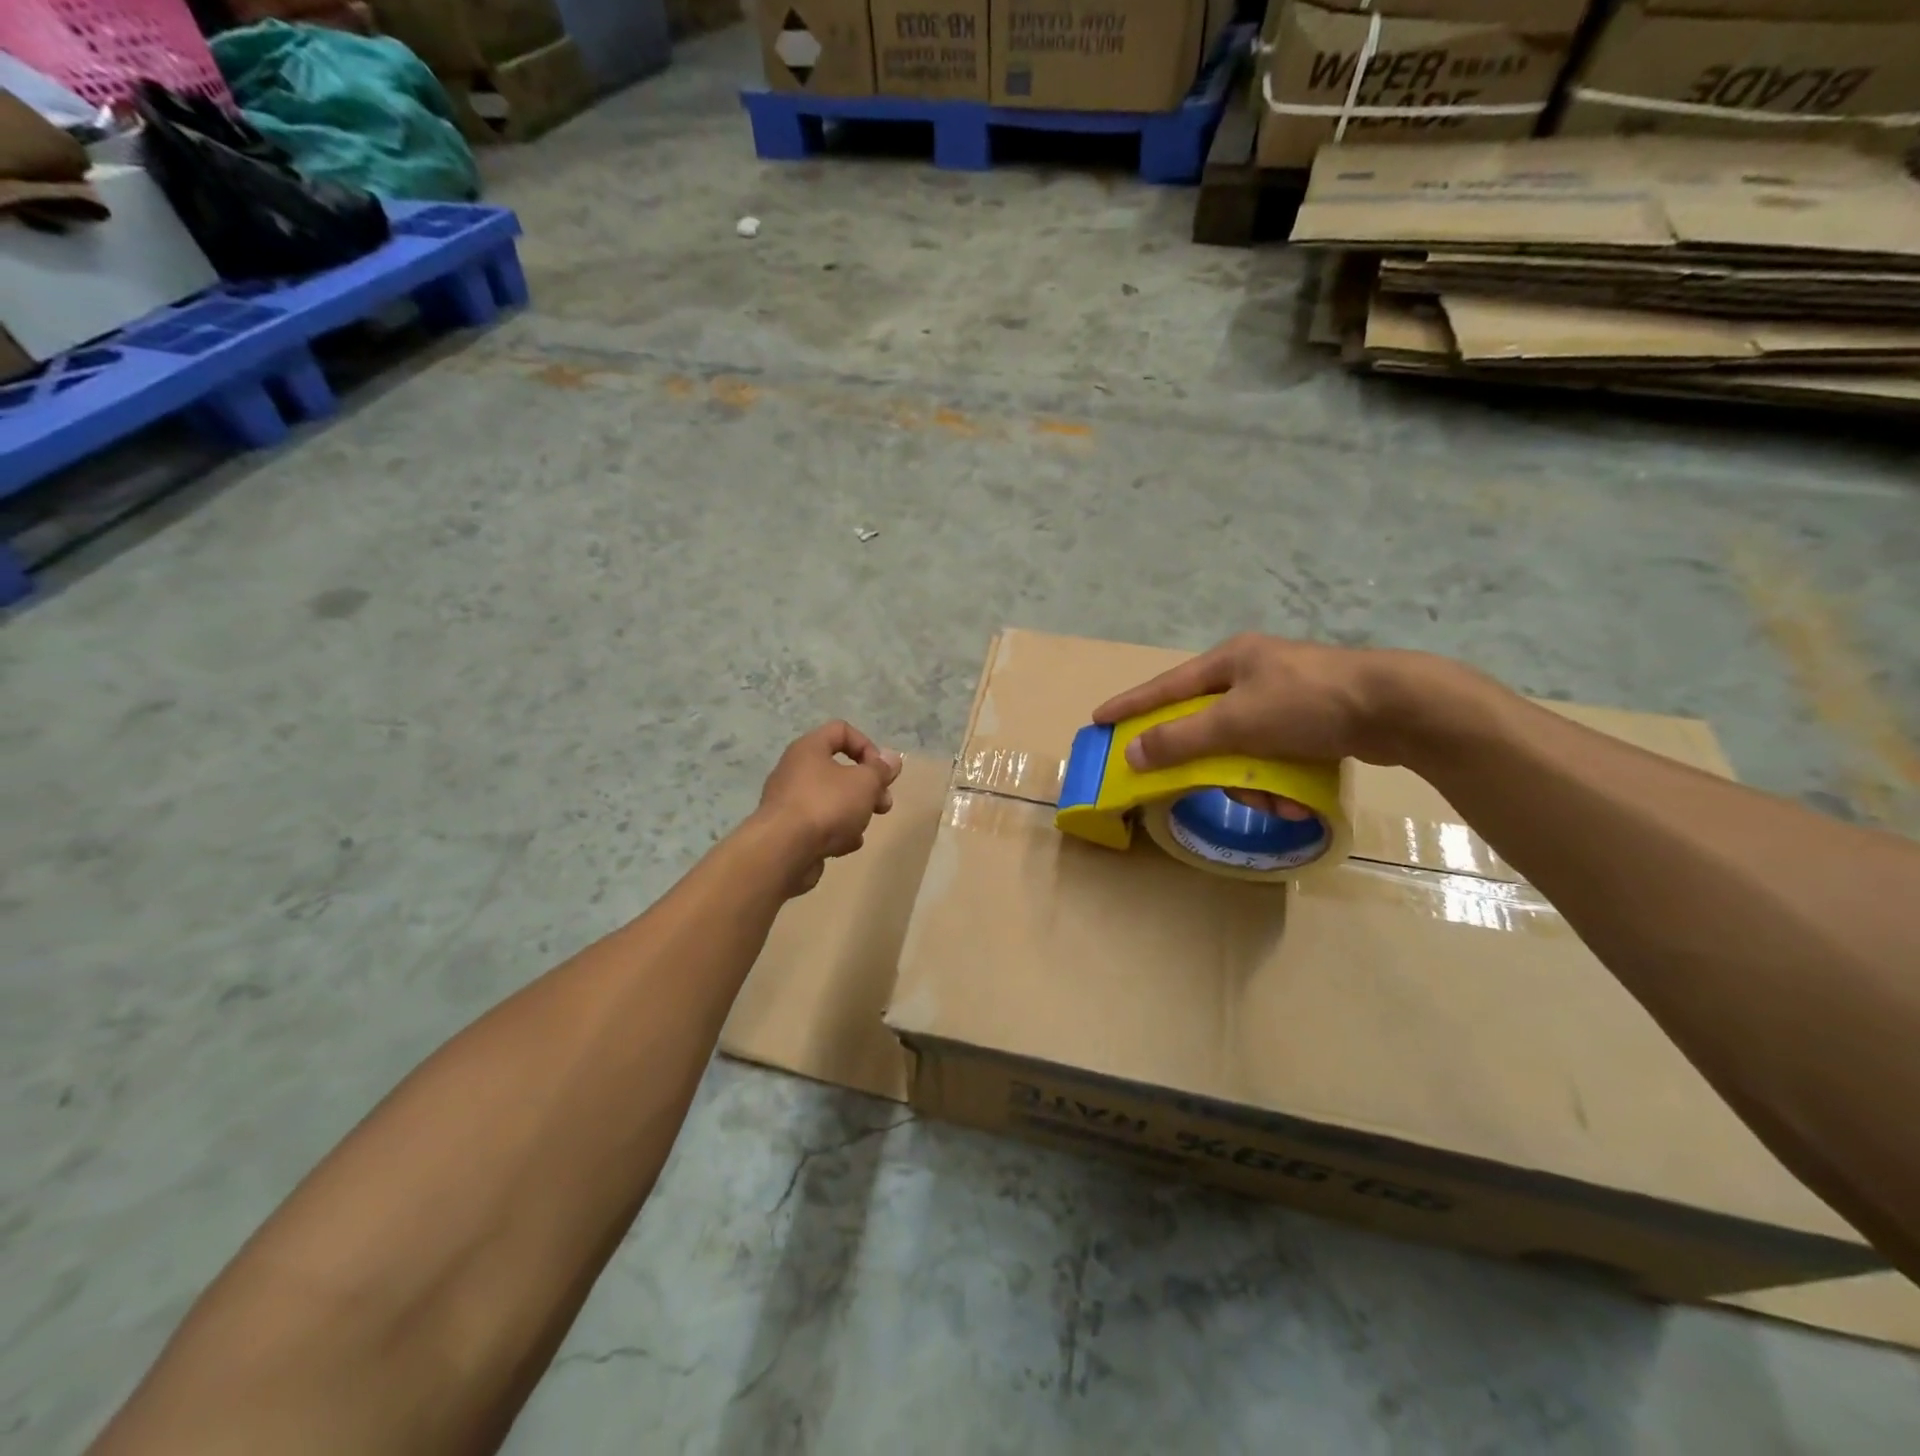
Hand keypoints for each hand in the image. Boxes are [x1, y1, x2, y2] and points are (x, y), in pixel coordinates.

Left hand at [750, 721, 902, 895]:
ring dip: (854, 813)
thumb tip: (892, 759)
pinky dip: (835, 833)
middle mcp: (795, 770)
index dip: (867, 746)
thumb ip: (881, 770)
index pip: (841, 730)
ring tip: (861, 829)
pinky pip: (820, 825)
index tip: (880, 771)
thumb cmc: (826, 805)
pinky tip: (844, 846)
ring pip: (832, 800)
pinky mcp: (789, 831)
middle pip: (840, 770)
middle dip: (867, 787)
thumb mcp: (864, 782)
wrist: (783, 851)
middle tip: (883, 805)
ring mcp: (790, 802)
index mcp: (809, 749)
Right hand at [1092, 633, 1462, 772]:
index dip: (1130, 705)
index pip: (1165, 686)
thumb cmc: (1308, 704)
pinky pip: (1274, 754)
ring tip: (1276, 801)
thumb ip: (1182, 739)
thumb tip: (1134, 753)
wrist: (1399, 707)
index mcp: (1230, 661)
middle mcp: (1252, 673)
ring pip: (1242, 747)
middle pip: (1207, 726)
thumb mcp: (1237, 722)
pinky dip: (1279, 779)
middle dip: (1214, 765)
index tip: (1099, 720)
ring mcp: (1284, 696)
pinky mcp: (1312, 720)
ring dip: (1252, 781)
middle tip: (1214, 787)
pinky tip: (1296, 798)